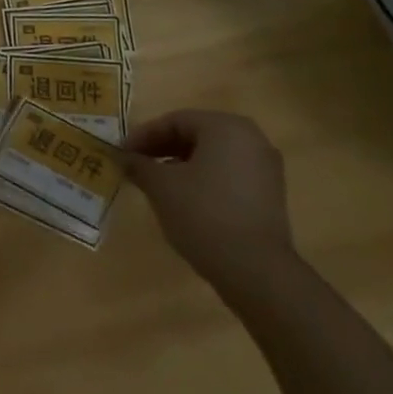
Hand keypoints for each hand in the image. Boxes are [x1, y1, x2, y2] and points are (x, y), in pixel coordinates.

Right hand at [122, 110, 294, 292]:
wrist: (257, 272)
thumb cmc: (203, 214)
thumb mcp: (161, 186)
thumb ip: (138, 165)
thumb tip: (121, 156)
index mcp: (225, 126)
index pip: (175, 121)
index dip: (143, 136)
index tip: (122, 153)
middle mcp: (251, 139)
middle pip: (195, 135)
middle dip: (162, 149)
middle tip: (136, 165)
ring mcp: (265, 168)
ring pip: (212, 156)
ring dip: (181, 165)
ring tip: (157, 184)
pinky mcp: (271, 196)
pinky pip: (228, 175)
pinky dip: (204, 180)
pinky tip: (185, 200)